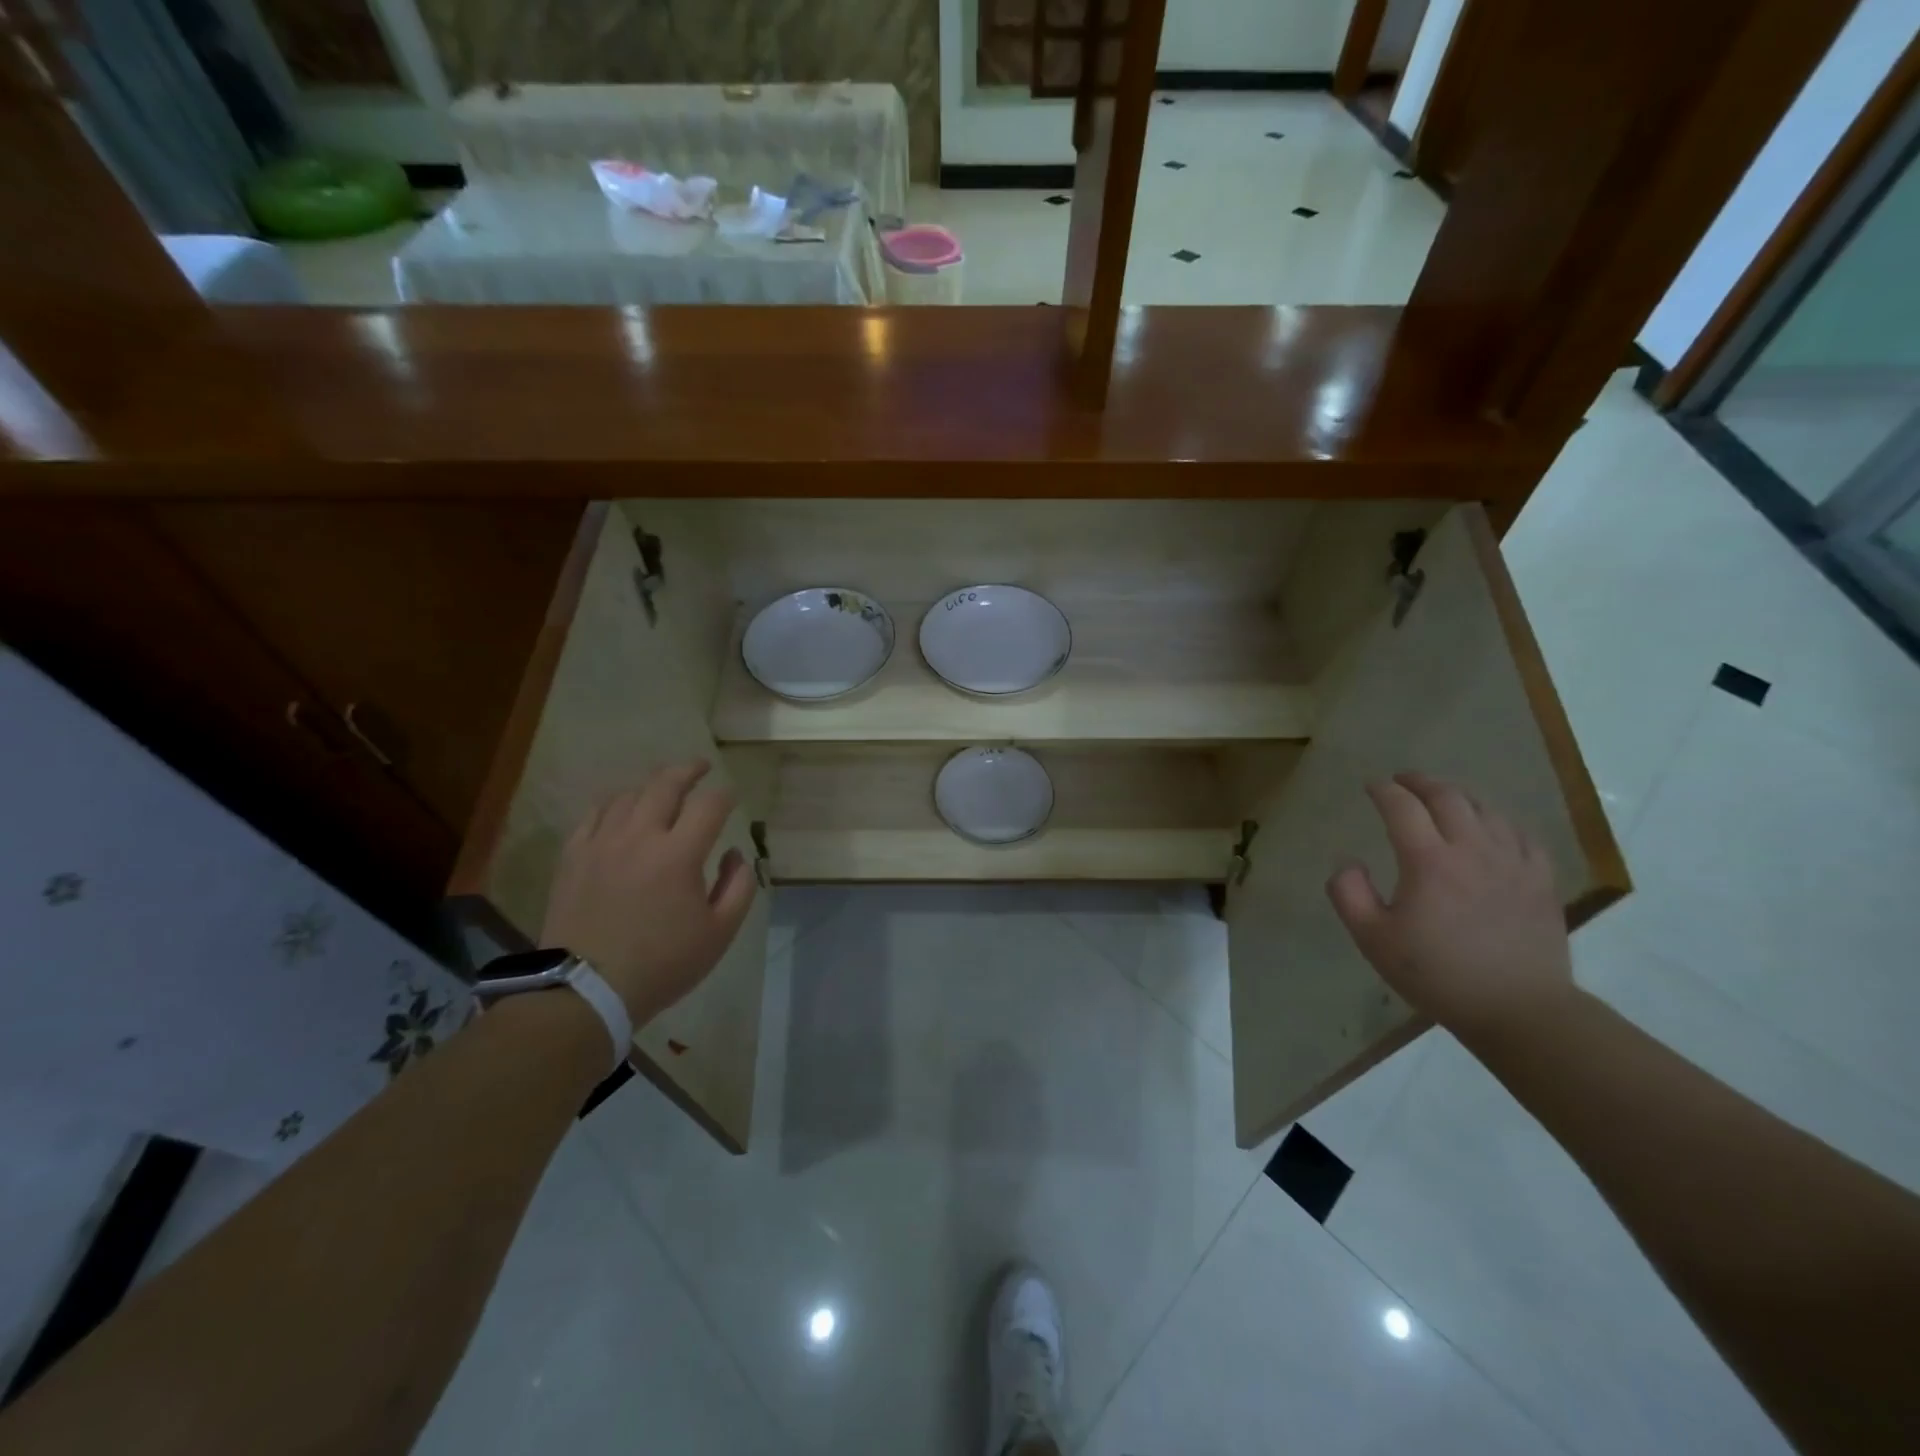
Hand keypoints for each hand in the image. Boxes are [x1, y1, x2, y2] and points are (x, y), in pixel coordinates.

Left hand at [541, 760, 757, 1024]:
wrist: (585, 991)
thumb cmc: (662, 964)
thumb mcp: (720, 932)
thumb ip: (738, 886)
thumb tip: (735, 853)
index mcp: (679, 854)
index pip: (710, 805)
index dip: (726, 795)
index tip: (732, 797)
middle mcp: (640, 836)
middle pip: (666, 784)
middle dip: (689, 770)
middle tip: (701, 766)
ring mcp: (601, 843)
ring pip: (628, 795)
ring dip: (652, 786)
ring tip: (663, 788)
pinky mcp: (573, 856)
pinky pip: (594, 814)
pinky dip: (614, 804)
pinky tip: (621, 809)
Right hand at [1325, 772, 1572, 1040]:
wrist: (1519, 1009)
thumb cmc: (1438, 974)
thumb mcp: (1373, 939)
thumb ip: (1348, 894)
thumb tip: (1347, 862)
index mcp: (1428, 861)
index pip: (1402, 807)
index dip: (1383, 791)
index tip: (1370, 786)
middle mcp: (1472, 850)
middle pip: (1447, 797)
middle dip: (1420, 782)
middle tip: (1402, 780)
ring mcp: (1513, 862)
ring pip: (1486, 809)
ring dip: (1458, 796)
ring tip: (1442, 799)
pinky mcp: (1540, 880)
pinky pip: (1520, 833)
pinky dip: (1497, 821)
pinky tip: (1490, 828)